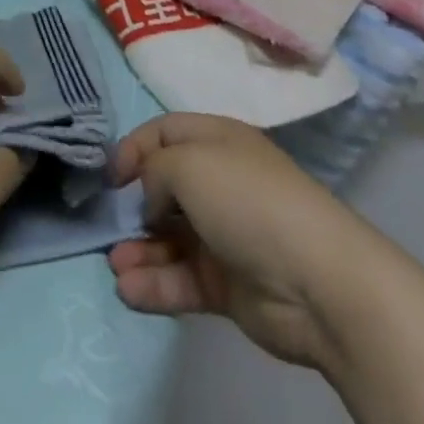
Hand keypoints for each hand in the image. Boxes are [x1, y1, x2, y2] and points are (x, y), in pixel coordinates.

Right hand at [107, 113, 375, 369]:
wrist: (315, 280)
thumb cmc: (247, 200)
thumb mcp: (189, 163)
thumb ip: (154, 170)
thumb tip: (151, 198)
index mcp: (216, 141)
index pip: (165, 133)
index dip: (134, 148)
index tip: (109, 176)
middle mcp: (219, 182)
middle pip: (165, 187)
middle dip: (133, 204)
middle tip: (108, 224)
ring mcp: (223, 234)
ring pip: (169, 238)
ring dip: (139, 250)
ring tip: (115, 264)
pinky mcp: (226, 284)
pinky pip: (181, 279)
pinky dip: (154, 284)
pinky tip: (128, 290)